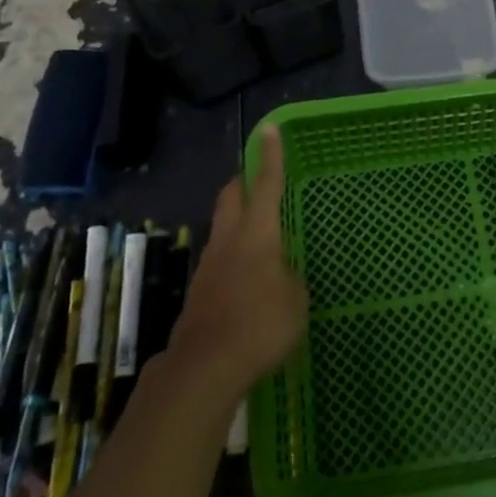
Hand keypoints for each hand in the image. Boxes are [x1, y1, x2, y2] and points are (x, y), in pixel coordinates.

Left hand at [163, 125, 307, 404]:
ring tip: (260, 237)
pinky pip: (220, 260)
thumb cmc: (261, 324)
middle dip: (243, 182)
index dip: (270, 156)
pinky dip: (234, 257)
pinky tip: (248, 280)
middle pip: (231, 197)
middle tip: (257, 179)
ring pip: (222, 228)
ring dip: (237, 222)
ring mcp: (209, 266)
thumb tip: (281, 273)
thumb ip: (290, 277)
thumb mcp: (295, 299)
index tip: (269, 129)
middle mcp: (229, 240)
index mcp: (257, 233)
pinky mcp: (200, 292)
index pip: (266, 184)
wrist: (206, 367)